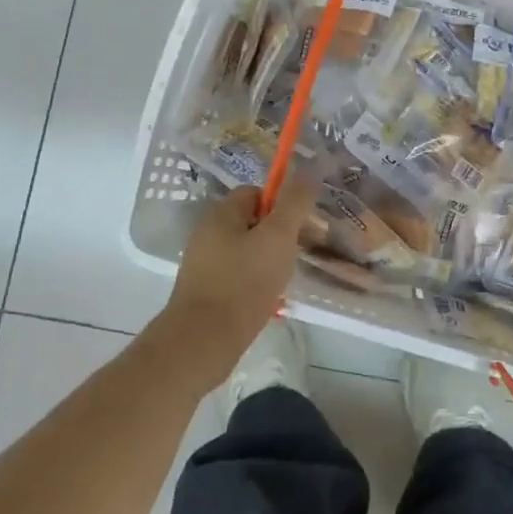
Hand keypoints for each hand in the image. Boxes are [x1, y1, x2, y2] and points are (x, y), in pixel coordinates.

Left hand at [150, 179, 318, 392]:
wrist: (203, 342)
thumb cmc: (244, 282)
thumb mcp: (278, 237)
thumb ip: (295, 203)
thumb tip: (308, 171)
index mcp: (221, 214)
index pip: (256, 193)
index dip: (281, 204)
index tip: (300, 226)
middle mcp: (208, 233)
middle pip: (252, 222)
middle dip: (278, 235)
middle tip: (297, 253)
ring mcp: (204, 264)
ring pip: (247, 250)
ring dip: (269, 261)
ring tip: (285, 280)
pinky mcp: (206, 291)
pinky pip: (238, 275)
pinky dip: (255, 282)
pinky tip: (268, 300)